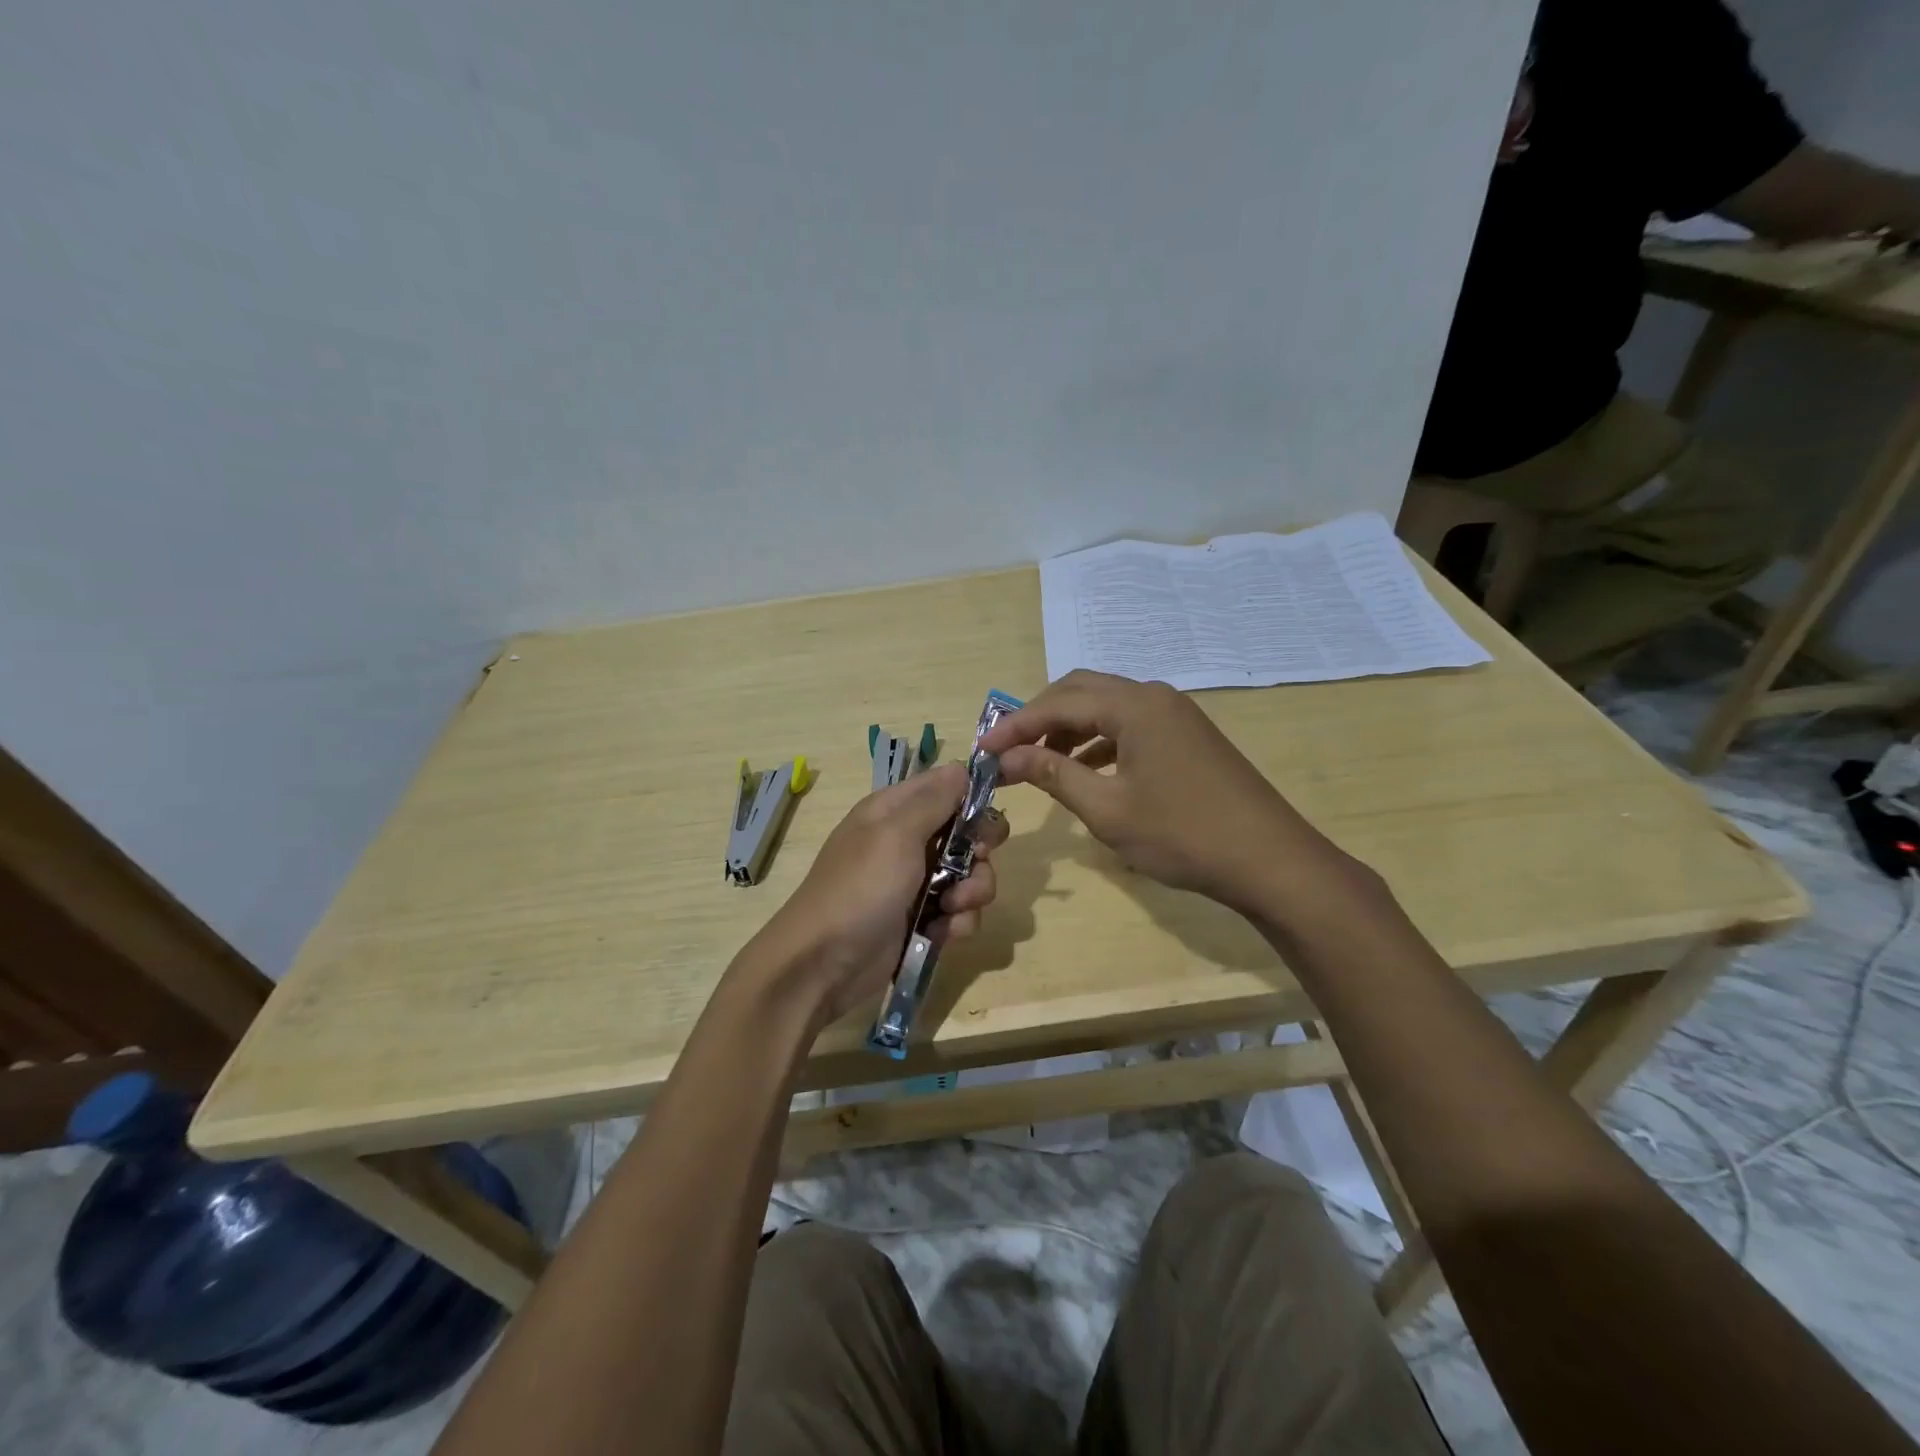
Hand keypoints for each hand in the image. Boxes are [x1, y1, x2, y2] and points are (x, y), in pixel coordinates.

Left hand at [746, 763, 1008, 1024]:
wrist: (822, 965)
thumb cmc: (860, 889)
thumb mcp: (895, 834)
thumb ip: (934, 799)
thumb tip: (963, 766)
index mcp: (895, 810)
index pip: (947, 785)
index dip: (975, 795)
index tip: (991, 814)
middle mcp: (907, 841)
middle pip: (967, 832)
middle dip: (979, 851)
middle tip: (974, 862)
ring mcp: (916, 883)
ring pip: (970, 875)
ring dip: (972, 892)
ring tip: (953, 908)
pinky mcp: (923, 921)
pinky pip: (959, 912)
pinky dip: (958, 922)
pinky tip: (943, 933)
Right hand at [978, 670, 1345, 914]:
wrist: (1270, 860)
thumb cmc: (1183, 835)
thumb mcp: (1108, 809)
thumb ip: (1054, 774)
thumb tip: (1008, 757)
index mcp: (1134, 705)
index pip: (1058, 702)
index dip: (1015, 725)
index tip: (982, 750)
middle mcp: (1154, 696)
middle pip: (1082, 691)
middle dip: (1040, 716)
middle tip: (1008, 749)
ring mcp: (1176, 714)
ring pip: (1107, 706)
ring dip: (1069, 728)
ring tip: (1039, 761)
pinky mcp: (1187, 735)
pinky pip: (1130, 724)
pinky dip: (1099, 741)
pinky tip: (1085, 770)